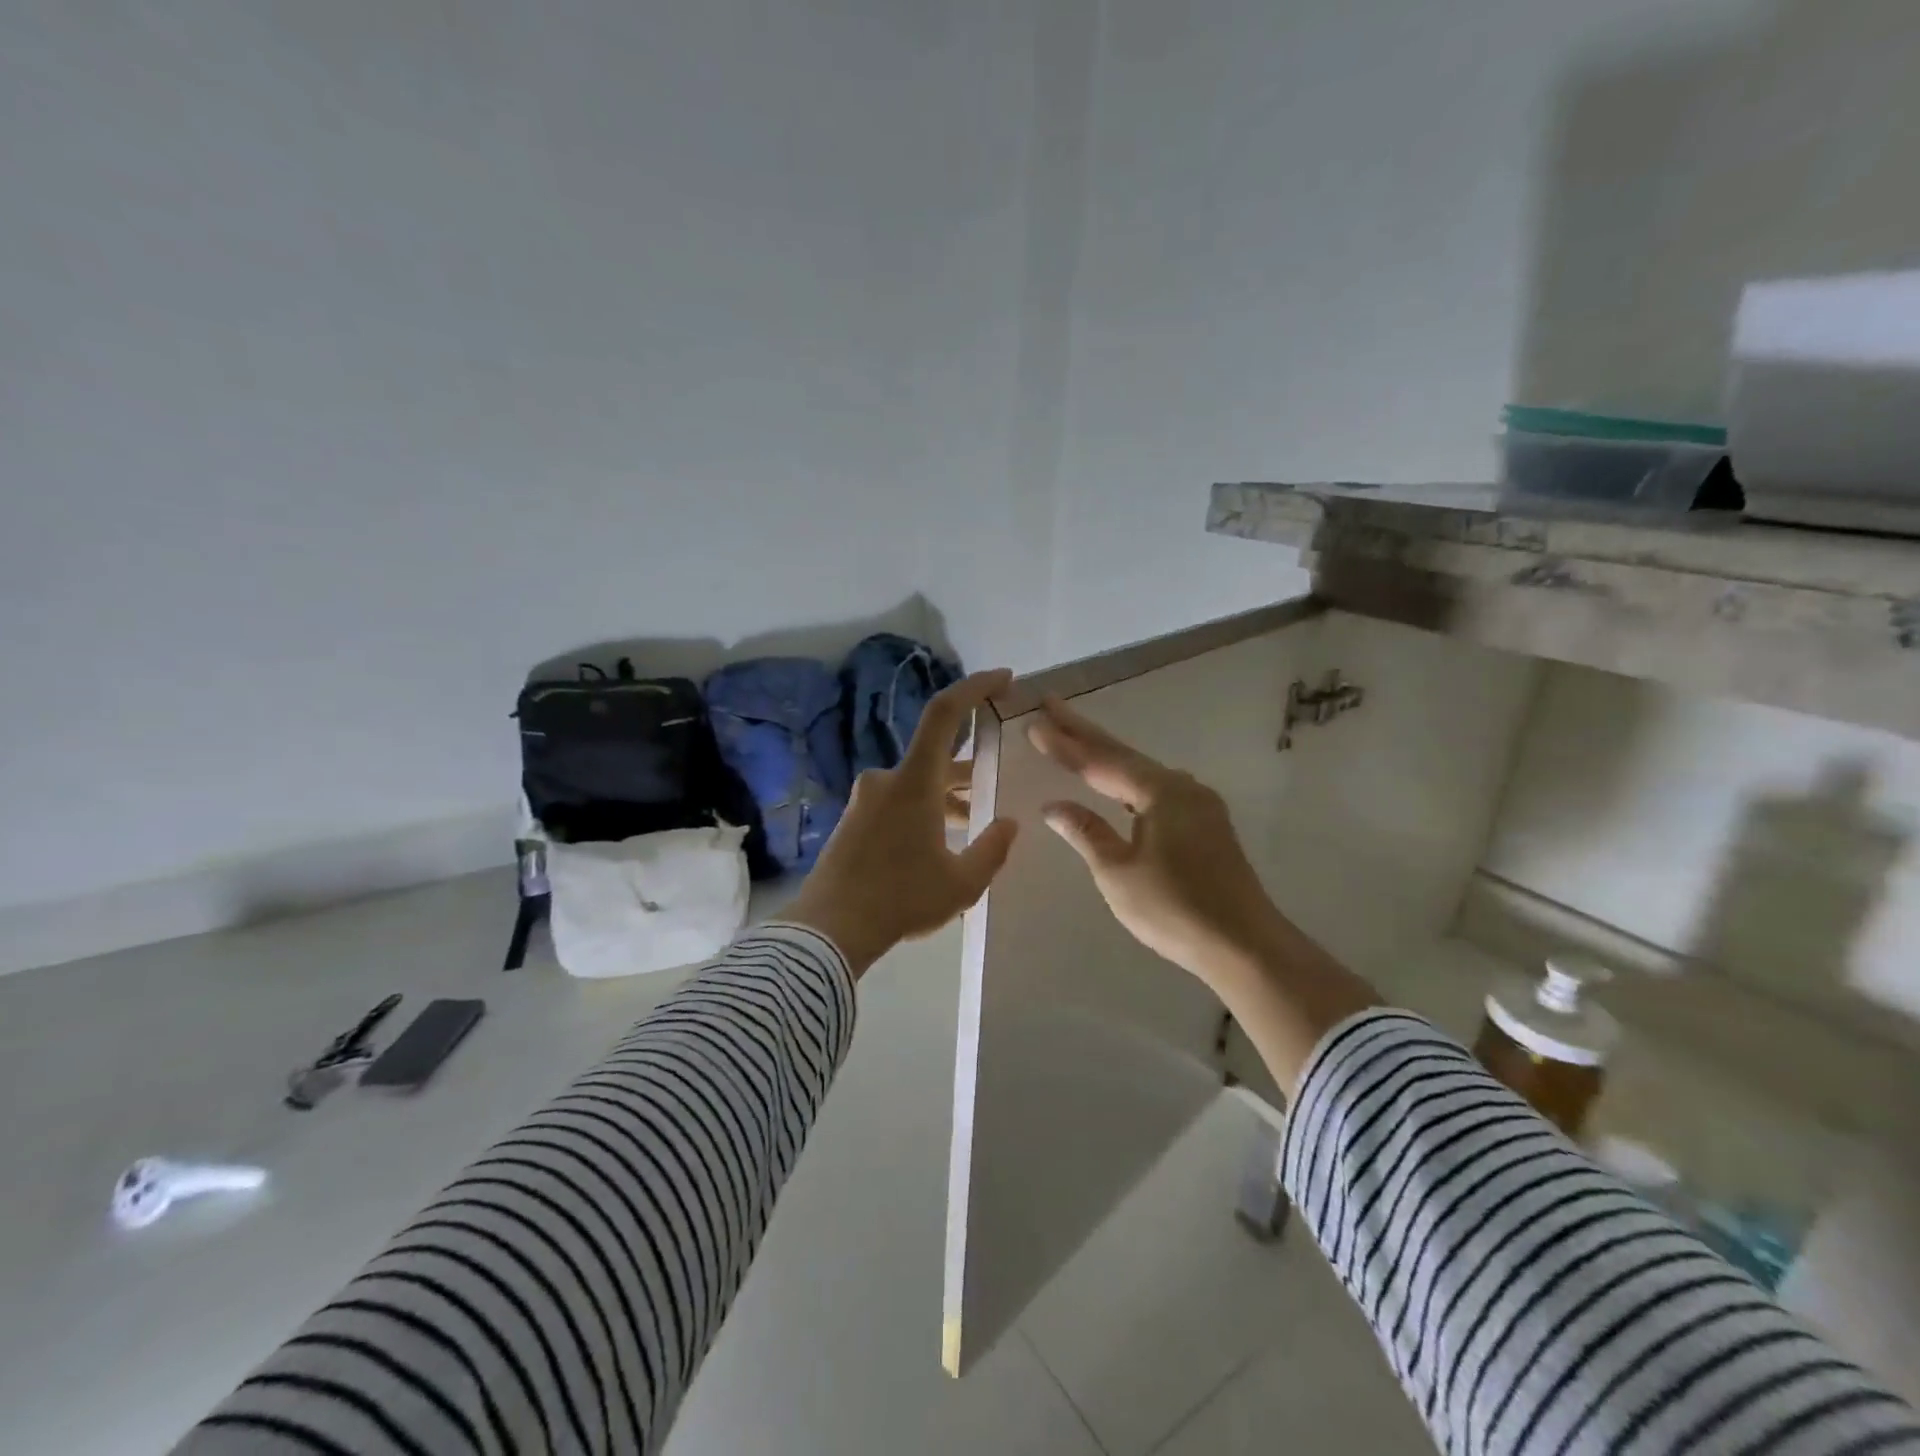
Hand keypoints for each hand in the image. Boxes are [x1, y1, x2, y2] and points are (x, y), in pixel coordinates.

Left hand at [784, 670, 1020, 976]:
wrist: (828, 930)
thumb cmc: (901, 900)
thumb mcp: (962, 883)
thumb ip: (992, 849)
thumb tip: (1009, 824)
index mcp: (913, 782)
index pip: (945, 714)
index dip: (975, 688)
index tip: (1004, 680)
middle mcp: (885, 779)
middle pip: (935, 756)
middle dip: (967, 769)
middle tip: (994, 787)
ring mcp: (864, 799)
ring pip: (916, 783)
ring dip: (945, 796)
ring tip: (971, 825)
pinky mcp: (852, 820)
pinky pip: (896, 801)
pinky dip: (921, 810)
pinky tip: (936, 844)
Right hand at [1028, 693, 1378, 1091]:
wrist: (1244, 945)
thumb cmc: (1174, 909)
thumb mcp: (1117, 873)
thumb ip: (1086, 833)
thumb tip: (1054, 806)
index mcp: (1161, 792)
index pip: (1101, 761)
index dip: (1065, 744)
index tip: (1034, 722)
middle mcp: (1182, 787)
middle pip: (1123, 755)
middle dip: (1084, 732)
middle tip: (1051, 706)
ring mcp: (1198, 805)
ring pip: (1141, 772)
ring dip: (1106, 756)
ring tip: (1074, 737)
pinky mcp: (1205, 825)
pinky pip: (1155, 790)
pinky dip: (1127, 781)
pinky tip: (1117, 782)